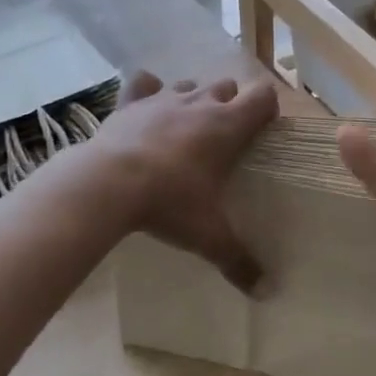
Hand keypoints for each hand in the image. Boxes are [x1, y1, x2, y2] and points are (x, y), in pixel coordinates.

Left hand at [95, 70, 278, 292]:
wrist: (107, 184)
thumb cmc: (170, 202)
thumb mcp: (209, 235)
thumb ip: (238, 260)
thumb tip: (265, 292)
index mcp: (228, 126)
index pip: (263, 97)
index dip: (267, 110)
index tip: (262, 132)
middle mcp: (200, 103)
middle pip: (227, 86)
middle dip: (230, 105)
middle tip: (223, 139)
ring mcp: (163, 98)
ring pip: (188, 85)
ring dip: (193, 100)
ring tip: (186, 129)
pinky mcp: (130, 102)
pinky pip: (143, 83)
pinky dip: (147, 91)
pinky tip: (147, 109)